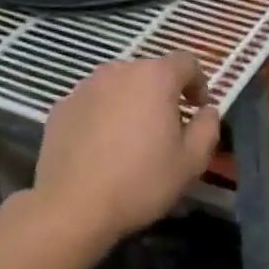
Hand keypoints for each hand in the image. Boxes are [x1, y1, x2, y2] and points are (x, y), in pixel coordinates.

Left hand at [34, 53, 221, 243]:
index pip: (186, 62)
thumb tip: (207, 111)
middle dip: (163, 93)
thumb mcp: (192, 162)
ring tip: (133, 137)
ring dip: (132, 102)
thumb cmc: (141, 181)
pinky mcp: (60, 108)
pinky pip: (93, 103)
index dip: (199, 83)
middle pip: (150, 72)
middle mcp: (118, 72)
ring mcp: (84, 88)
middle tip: (168, 127)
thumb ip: (208, 128)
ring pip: (118, 86)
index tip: (199, 110)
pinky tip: (102, 147)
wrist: (73, 206)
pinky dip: (103, 115)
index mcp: (155, 77)